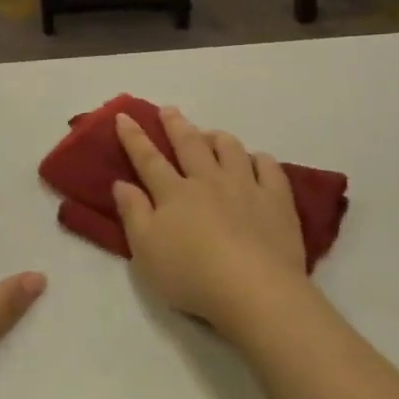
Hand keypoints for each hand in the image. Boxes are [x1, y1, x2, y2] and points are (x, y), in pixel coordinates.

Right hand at [113, 108, 309, 329]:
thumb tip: (121, 183)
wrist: (254, 289)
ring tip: (211, 134)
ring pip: (231, 149)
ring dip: (217, 137)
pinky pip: (269, 167)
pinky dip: (259, 159)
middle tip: (169, 110)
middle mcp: (209, 181)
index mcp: (174, 194)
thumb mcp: (146, 252)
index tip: (125, 117)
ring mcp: (246, 186)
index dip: (135, 138)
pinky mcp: (277, 199)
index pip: (149, 159)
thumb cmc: (191, 275)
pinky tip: (256, 160)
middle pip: (190, 144)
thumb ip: (133, 214)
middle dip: (176, 125)